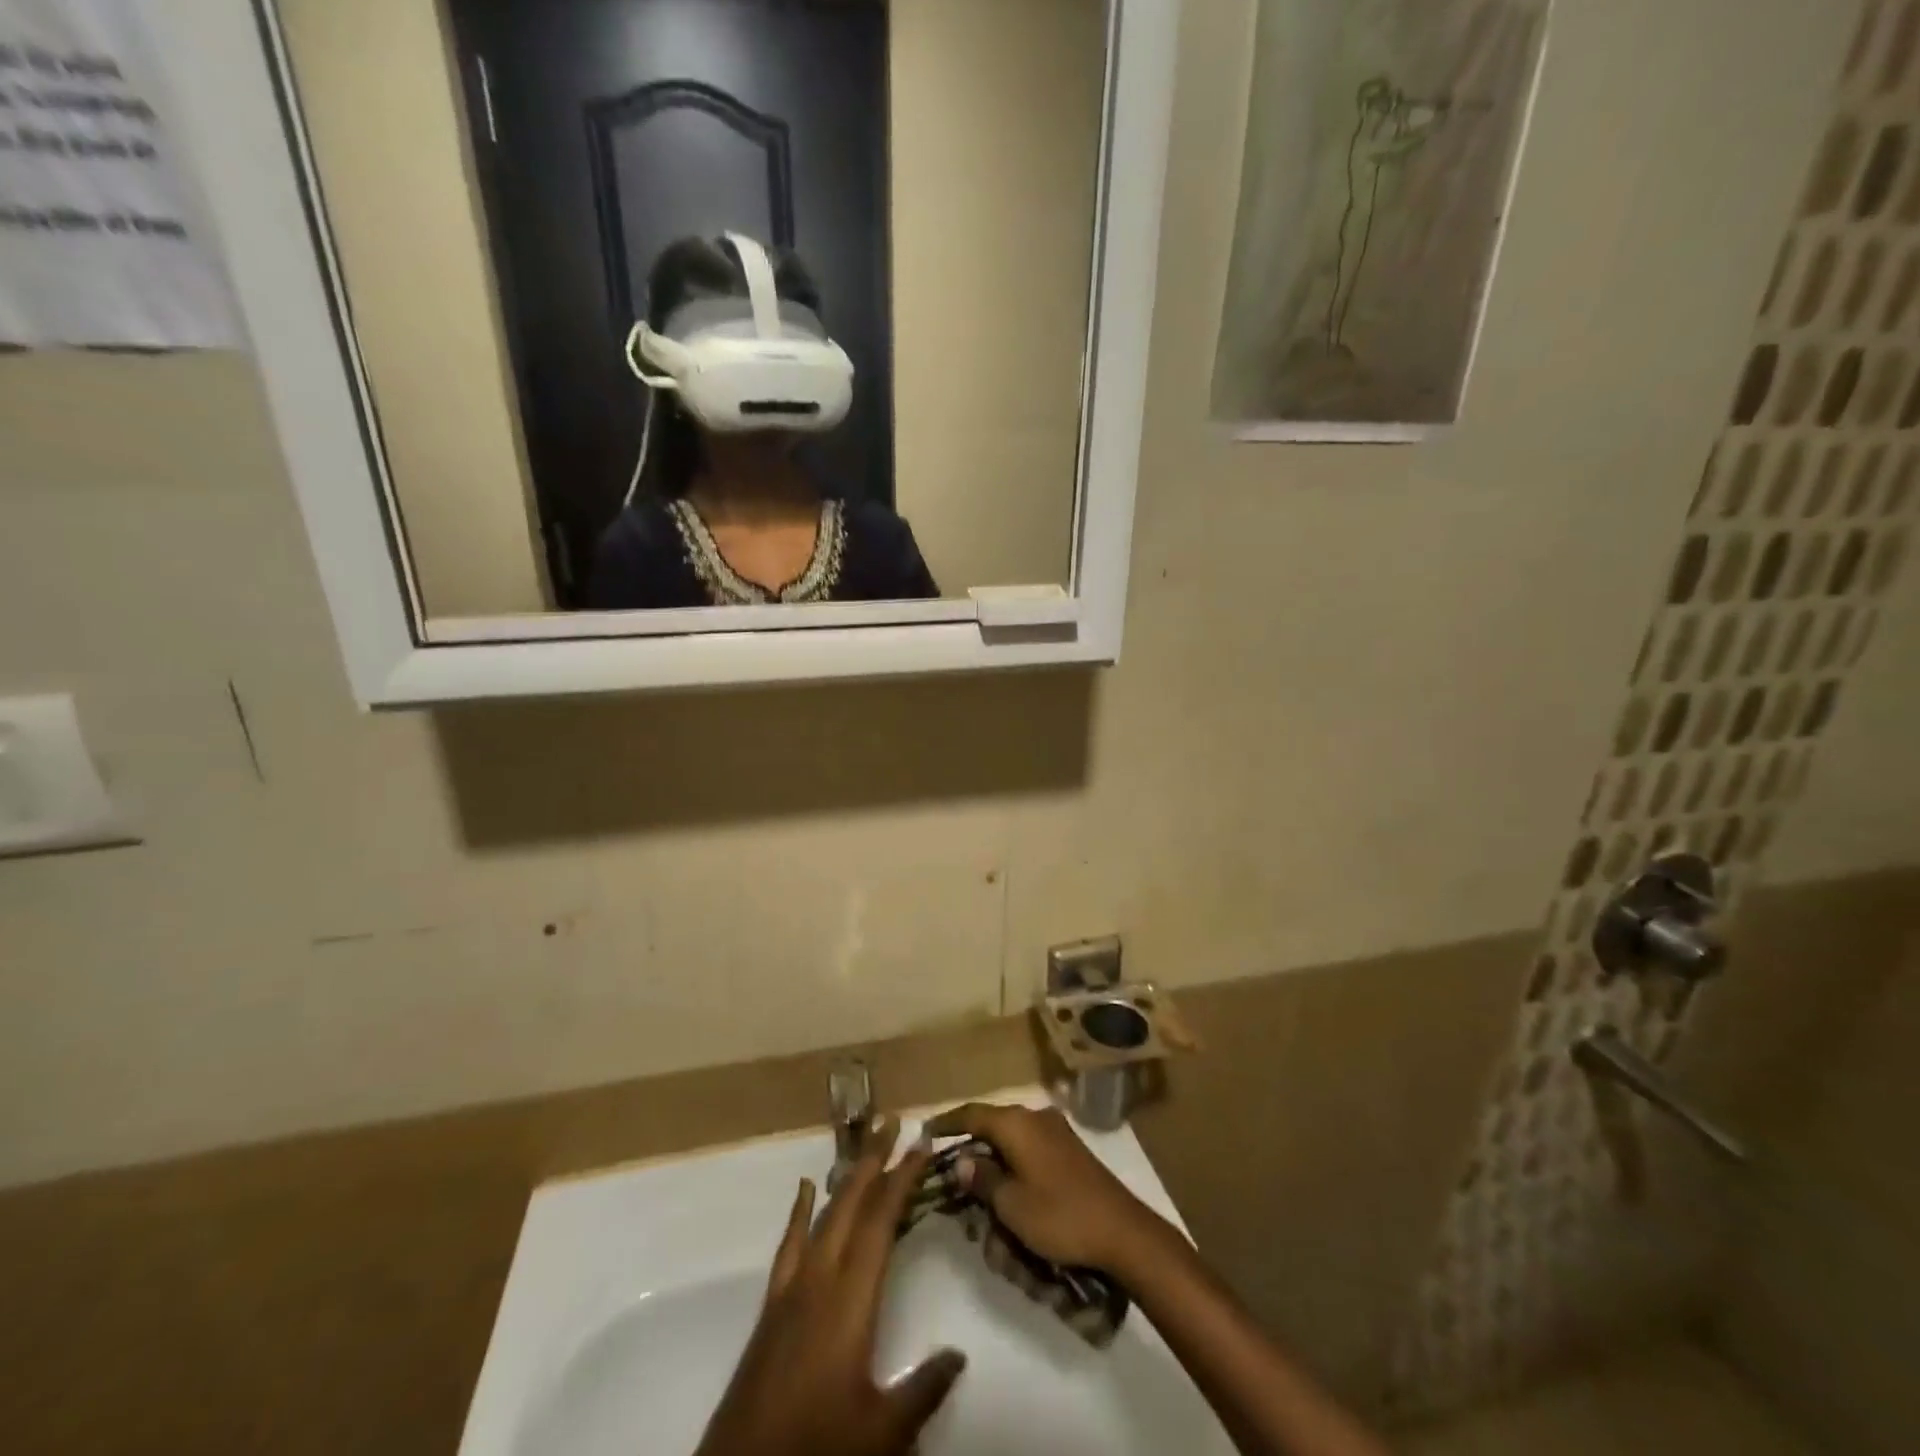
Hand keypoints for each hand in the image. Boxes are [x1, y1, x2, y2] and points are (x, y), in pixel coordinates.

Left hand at [696, 1117, 966, 1455]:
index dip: (902, 1179)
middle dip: (873, 1159)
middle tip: (893, 1121)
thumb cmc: (816, 1447)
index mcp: (850, 1299)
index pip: (882, 1223)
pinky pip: (790, 1243)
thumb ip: (922, 1389)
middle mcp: (820, 1279)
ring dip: (846, 1176)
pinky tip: (806, 1188)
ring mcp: (792, 1288)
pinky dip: (800, 1211)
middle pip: (851, 1204)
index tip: (922, 1144)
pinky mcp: (773, 1304)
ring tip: (864, 1143)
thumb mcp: (881, 1432)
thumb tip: (958, 1353)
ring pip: (824, 1215)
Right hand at [922, 1103, 1173, 1277]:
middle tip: (953, 1183)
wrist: (1122, 1231)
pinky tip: (1012, 1200)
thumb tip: (960, 1160)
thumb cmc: (1059, 1215)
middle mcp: (1034, 1117)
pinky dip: (1015, 1172)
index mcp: (1016, 1122)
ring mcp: (1055, 1132)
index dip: (946, 1124)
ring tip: (984, 1205)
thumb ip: (981, 1178)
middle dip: (972, 1156)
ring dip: (995, 1170)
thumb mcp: (1011, 1204)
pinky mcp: (1069, 1151)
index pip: (971, 1114)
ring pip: (1011, 1144)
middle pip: (991, 1128)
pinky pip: (1030, 1154)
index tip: (924, 1134)